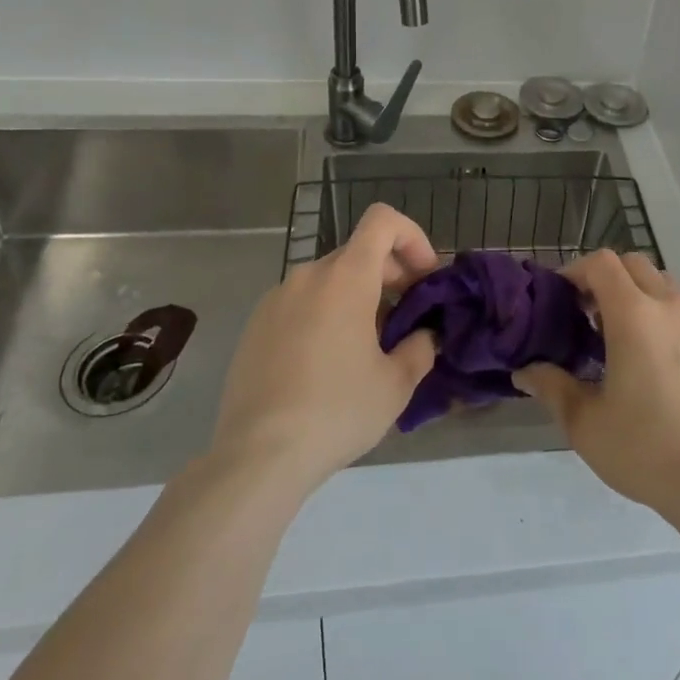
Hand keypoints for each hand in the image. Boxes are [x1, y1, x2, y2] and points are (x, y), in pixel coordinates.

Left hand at [208, 204, 437, 498]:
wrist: (256, 458)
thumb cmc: (336, 412)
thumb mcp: (396, 385)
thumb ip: (420, 348)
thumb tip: (423, 336)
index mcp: (345, 278)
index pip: (382, 221)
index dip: (412, 237)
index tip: (424, 277)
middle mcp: (308, 276)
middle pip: (359, 252)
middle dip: (390, 274)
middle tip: (406, 318)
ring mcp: (276, 299)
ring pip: (329, 279)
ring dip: (358, 296)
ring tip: (367, 346)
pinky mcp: (255, 326)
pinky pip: (301, 303)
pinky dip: (325, 314)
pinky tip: (327, 364)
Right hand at [515, 250, 679, 529]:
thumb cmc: (644, 449)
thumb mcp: (585, 423)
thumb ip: (552, 387)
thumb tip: (525, 372)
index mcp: (634, 315)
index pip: (602, 262)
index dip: (577, 270)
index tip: (563, 297)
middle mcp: (671, 308)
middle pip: (636, 265)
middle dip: (608, 278)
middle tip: (590, 314)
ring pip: (666, 289)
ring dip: (640, 298)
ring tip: (625, 340)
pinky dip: (668, 325)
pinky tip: (662, 370)